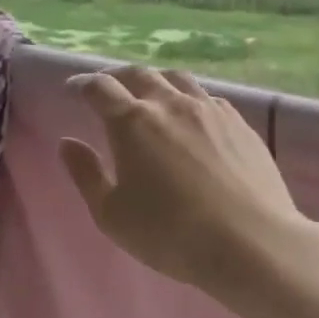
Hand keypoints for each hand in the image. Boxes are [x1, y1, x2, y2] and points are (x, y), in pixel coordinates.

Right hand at [59, 66, 308, 293]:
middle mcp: (170, 104)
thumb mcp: (111, 214)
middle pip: (138, 74)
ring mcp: (209, 110)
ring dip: (155, 80)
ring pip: (176, 78)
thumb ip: (86, 174)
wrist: (251, 243)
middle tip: (107, 88)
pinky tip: (191, 117)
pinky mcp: (240, 124)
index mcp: (132, 122)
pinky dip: (188, 98)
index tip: (73, 89)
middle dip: (116, 76)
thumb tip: (67, 143)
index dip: (82, 84)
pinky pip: (207, 97)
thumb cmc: (169, 233)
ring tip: (150, 94)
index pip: (99, 88)